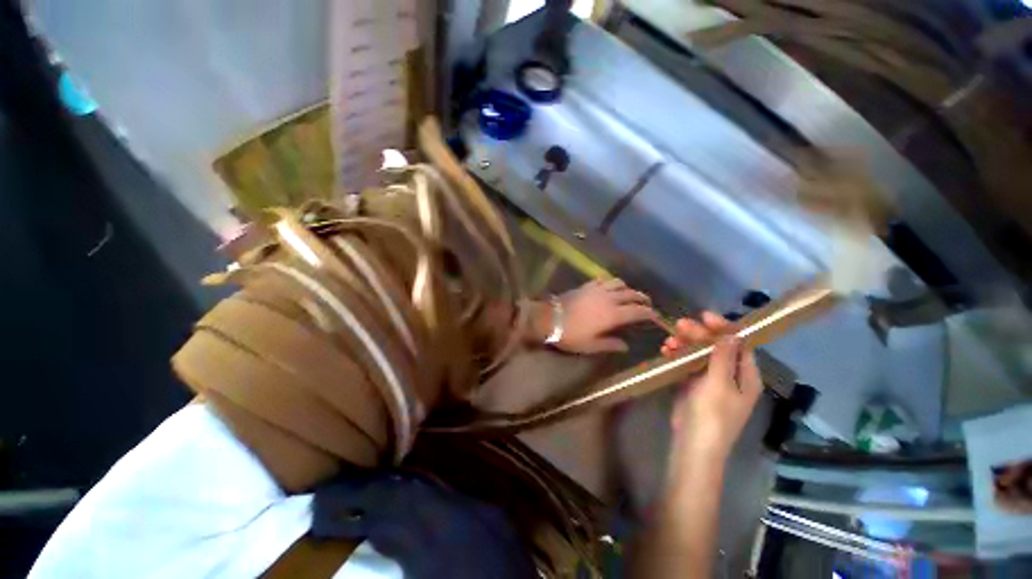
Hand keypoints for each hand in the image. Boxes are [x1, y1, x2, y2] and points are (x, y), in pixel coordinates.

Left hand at [548, 278, 654, 353]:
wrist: (550, 318)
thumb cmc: (571, 335)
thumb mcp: (591, 345)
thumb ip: (610, 344)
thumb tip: (625, 346)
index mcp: (613, 315)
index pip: (637, 311)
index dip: (649, 313)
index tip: (656, 315)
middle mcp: (609, 299)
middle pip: (631, 294)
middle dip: (642, 298)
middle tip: (647, 303)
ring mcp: (597, 290)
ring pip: (619, 283)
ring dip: (627, 288)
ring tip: (629, 294)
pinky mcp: (587, 285)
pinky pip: (603, 280)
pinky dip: (610, 283)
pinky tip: (609, 288)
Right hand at [662, 313, 762, 461]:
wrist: (693, 444)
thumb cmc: (712, 415)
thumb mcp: (719, 384)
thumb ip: (724, 357)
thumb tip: (731, 333)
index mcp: (746, 376)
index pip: (739, 344)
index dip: (724, 328)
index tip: (704, 316)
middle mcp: (731, 375)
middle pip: (716, 346)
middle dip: (699, 334)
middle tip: (680, 325)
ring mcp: (711, 379)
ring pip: (699, 353)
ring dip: (685, 344)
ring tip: (668, 342)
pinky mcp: (693, 384)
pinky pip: (687, 363)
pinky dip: (678, 355)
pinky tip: (666, 351)